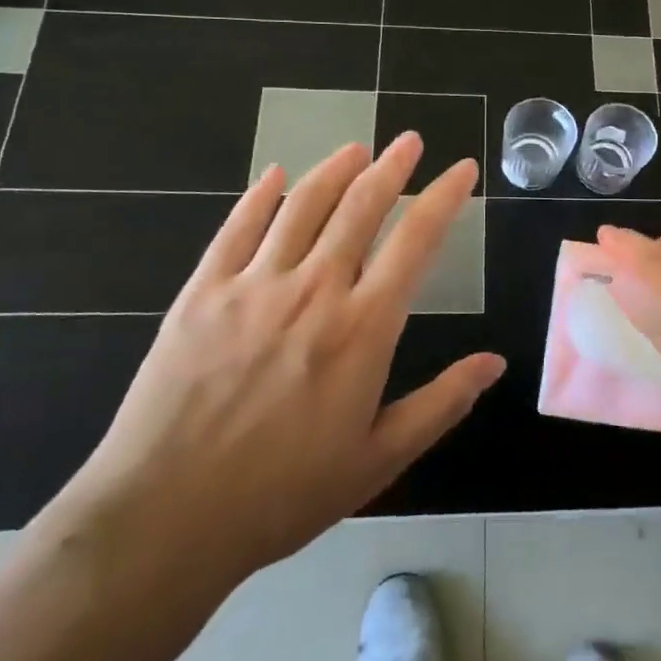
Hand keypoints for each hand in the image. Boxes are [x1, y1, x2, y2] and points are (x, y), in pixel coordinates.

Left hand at [52, 135, 503, 610]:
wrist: (165, 519)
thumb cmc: (283, 494)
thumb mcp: (378, 459)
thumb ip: (441, 403)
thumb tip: (496, 364)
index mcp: (362, 328)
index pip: (415, 241)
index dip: (443, 197)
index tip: (462, 169)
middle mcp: (313, 290)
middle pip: (360, 207)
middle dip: (392, 167)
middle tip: (409, 141)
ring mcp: (253, 285)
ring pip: (303, 206)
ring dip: (334, 169)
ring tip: (357, 148)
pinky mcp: (202, 293)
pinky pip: (237, 228)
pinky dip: (260, 195)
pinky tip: (275, 175)